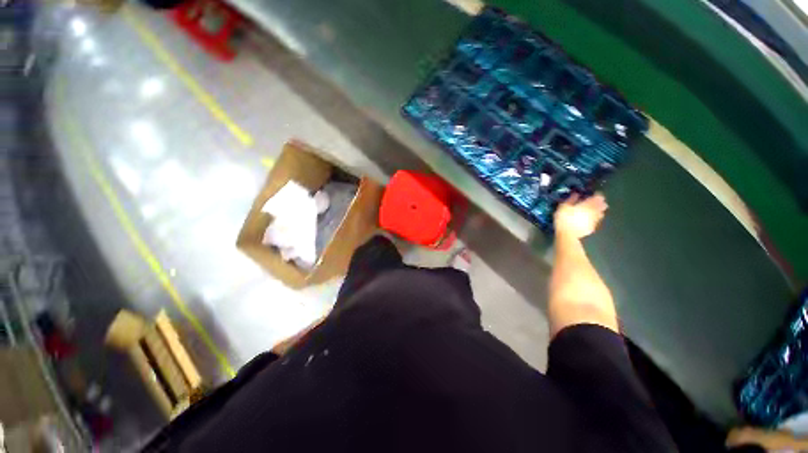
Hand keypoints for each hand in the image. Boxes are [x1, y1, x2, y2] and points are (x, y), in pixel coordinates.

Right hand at [554, 193, 607, 239]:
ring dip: (601, 210)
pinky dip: (597, 218)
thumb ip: (571, 200)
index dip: (597, 195)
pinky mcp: (592, 228)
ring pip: (600, 213)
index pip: (596, 198)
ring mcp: (593, 220)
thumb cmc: (564, 219)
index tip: (596, 194)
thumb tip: (576, 194)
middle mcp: (593, 212)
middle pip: (601, 206)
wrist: (568, 235)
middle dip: (601, 203)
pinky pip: (597, 221)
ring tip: (601, 209)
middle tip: (601, 201)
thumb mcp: (563, 207)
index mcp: (586, 206)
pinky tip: (595, 218)